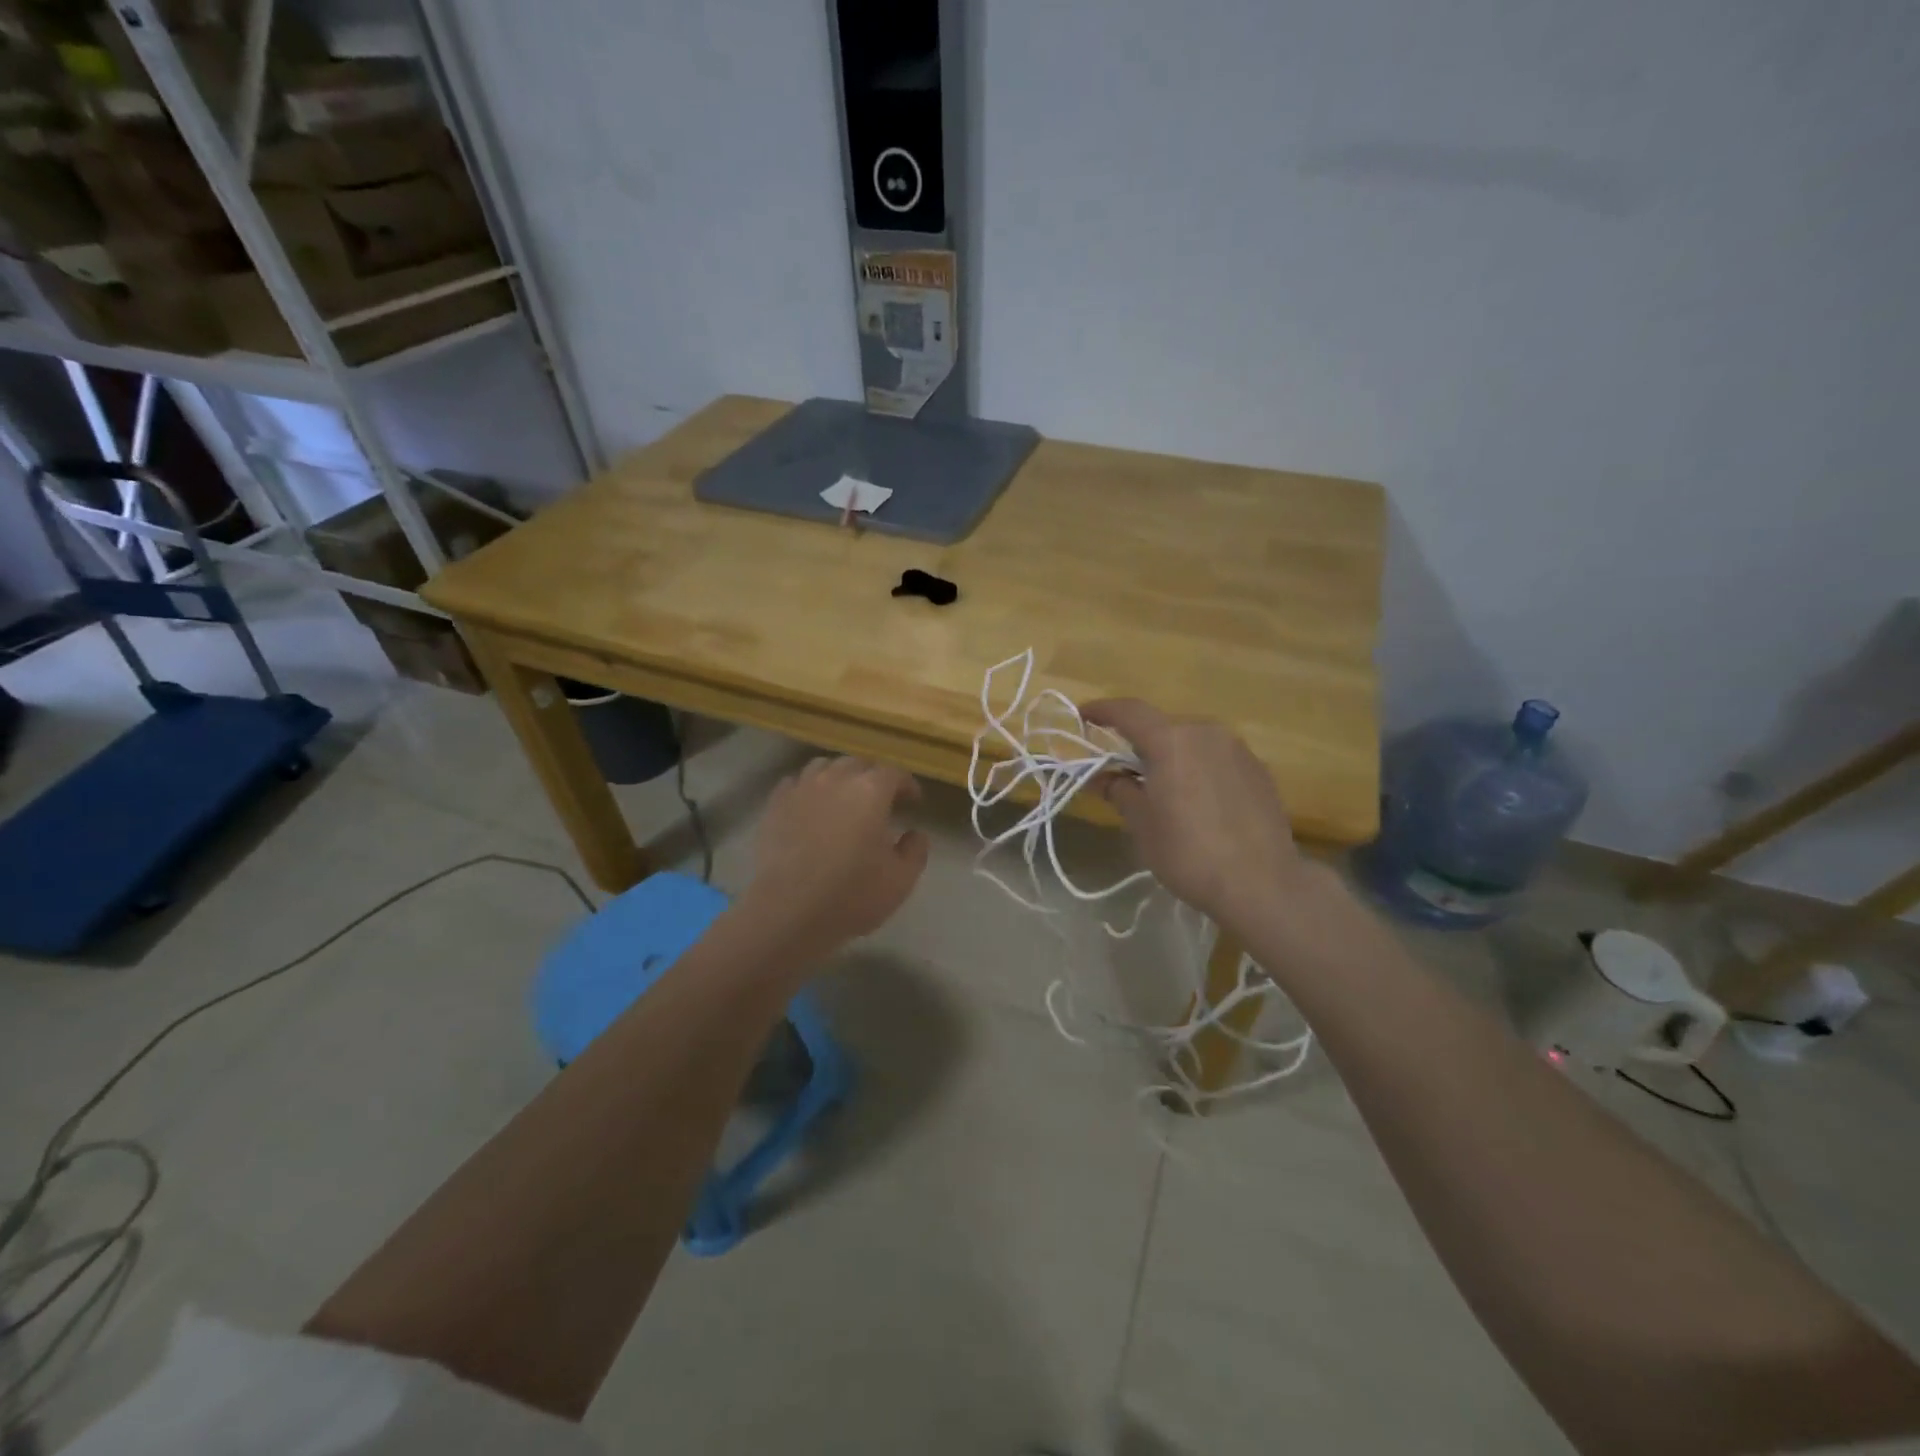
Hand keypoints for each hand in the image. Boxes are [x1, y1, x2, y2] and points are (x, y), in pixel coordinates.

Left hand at [737, 756, 929, 964]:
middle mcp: (836, 779)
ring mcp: (801, 789)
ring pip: (824, 767)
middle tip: (880, 799)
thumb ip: (915, 851)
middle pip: (858, 764)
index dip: (907, 784)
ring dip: (839, 776)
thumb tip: (916, 834)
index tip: (913, 801)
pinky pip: (794, 782)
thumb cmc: (850, 895)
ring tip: (844, 797)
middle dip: (873, 776)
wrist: (788, 912)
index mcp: (871, 791)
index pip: (894, 773)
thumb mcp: (900, 880)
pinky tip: (811, 805)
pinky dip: (808, 788)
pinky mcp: (775, 805)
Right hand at [1082, 699, 1312, 927]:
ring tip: (1161, 787)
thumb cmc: (1188, 852)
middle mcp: (1206, 733)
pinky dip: (1198, 768)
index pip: (1130, 711)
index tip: (1084, 716)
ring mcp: (1237, 750)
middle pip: (1163, 727)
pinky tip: (1197, 800)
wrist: (1261, 884)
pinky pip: (1217, 758)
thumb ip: (1119, 791)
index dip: (1103, 710)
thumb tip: (1102, 777)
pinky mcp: (1259, 770)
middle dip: (1139, 742)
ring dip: (1172, 756)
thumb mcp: (1142, 824)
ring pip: (1193, 742)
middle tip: (1122, 768)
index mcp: (1172, 741)